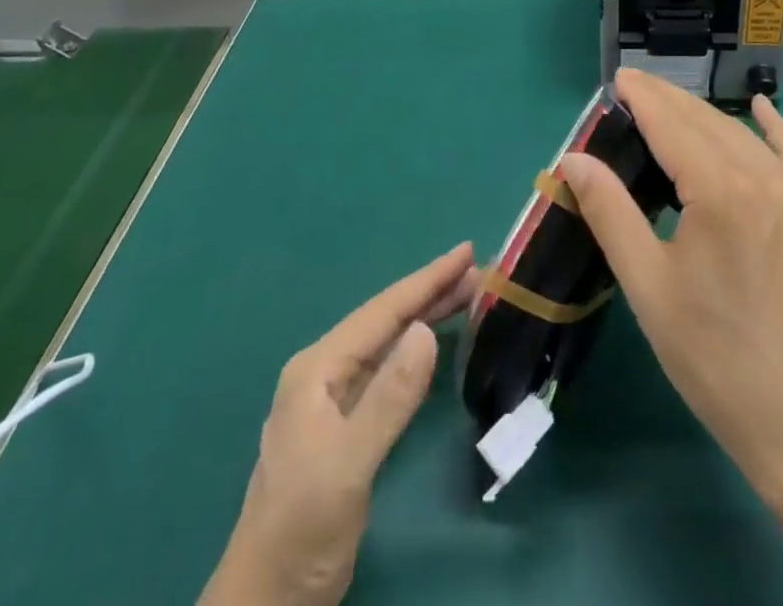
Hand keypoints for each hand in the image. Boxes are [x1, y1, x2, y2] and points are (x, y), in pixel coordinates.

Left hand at [200, 244, 479, 605]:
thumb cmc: (302, 530)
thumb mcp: (349, 465)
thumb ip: (388, 397)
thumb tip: (426, 330)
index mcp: (318, 369)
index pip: (383, 311)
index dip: (427, 279)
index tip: (467, 251)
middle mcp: (323, 373)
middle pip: (386, 319)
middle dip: (431, 291)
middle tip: (480, 271)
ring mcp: (331, 400)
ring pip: (387, 341)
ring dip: (426, 315)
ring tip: (468, 294)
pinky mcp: (343, 426)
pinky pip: (386, 368)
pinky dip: (415, 348)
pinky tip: (433, 342)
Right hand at [563, 74, 782, 605]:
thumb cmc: (714, 356)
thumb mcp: (648, 287)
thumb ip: (610, 213)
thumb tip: (573, 159)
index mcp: (718, 191)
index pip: (671, 124)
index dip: (643, 98)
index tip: (617, 79)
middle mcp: (759, 175)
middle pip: (704, 120)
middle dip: (666, 99)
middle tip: (632, 89)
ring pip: (740, 133)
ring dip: (702, 113)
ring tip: (667, 105)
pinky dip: (773, 126)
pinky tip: (760, 108)